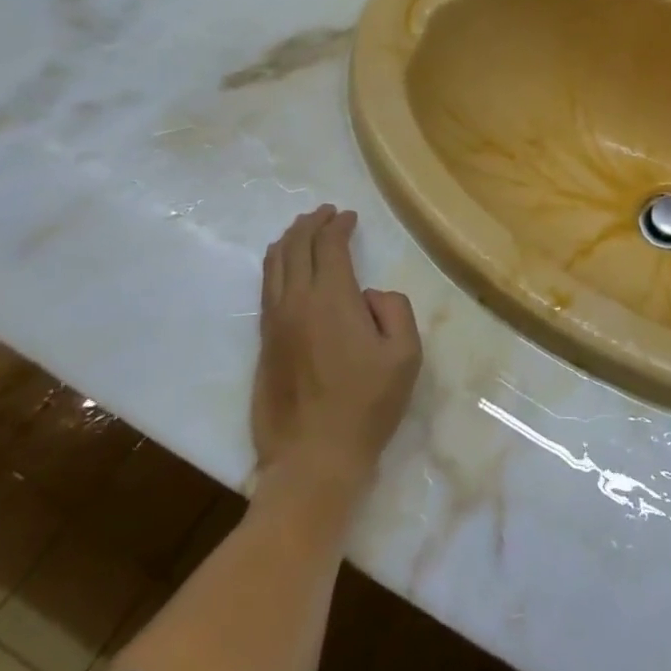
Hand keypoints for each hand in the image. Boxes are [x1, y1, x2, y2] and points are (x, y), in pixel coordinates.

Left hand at [254, 205, 421, 486]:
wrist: (314, 458)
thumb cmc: (368, 405)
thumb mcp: (406, 354)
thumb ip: (394, 309)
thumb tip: (368, 295)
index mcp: (333, 299)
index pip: (330, 247)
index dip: (339, 226)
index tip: (349, 216)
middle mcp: (296, 303)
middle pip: (296, 249)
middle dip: (310, 225)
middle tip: (324, 213)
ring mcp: (274, 325)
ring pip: (273, 268)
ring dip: (288, 242)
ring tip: (299, 231)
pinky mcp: (264, 346)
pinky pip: (266, 291)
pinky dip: (275, 268)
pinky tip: (282, 269)